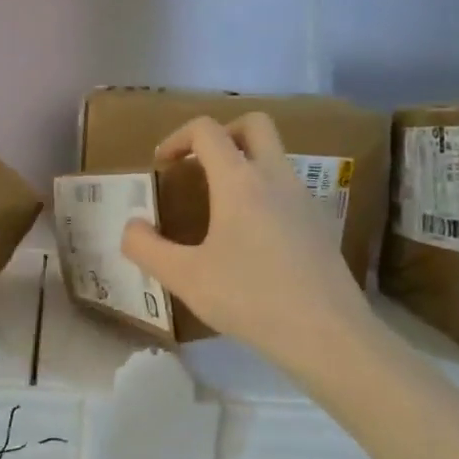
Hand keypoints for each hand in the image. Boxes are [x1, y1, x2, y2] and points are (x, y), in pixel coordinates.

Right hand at [120, 113, 374, 369]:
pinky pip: (288, 188)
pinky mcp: (320, 224)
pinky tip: (250, 237)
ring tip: (219, 205)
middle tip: (199, 164)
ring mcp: (305, 199)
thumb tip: (132, 227)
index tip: (161, 165)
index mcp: (239, 181)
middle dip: (222, 133)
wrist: (326, 334)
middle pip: (254, 124)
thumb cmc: (249, 298)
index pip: (207, 131)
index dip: (177, 138)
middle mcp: (276, 177)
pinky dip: (264, 192)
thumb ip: (146, 248)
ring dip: (245, 163)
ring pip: (275, 156)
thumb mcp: (184, 278)